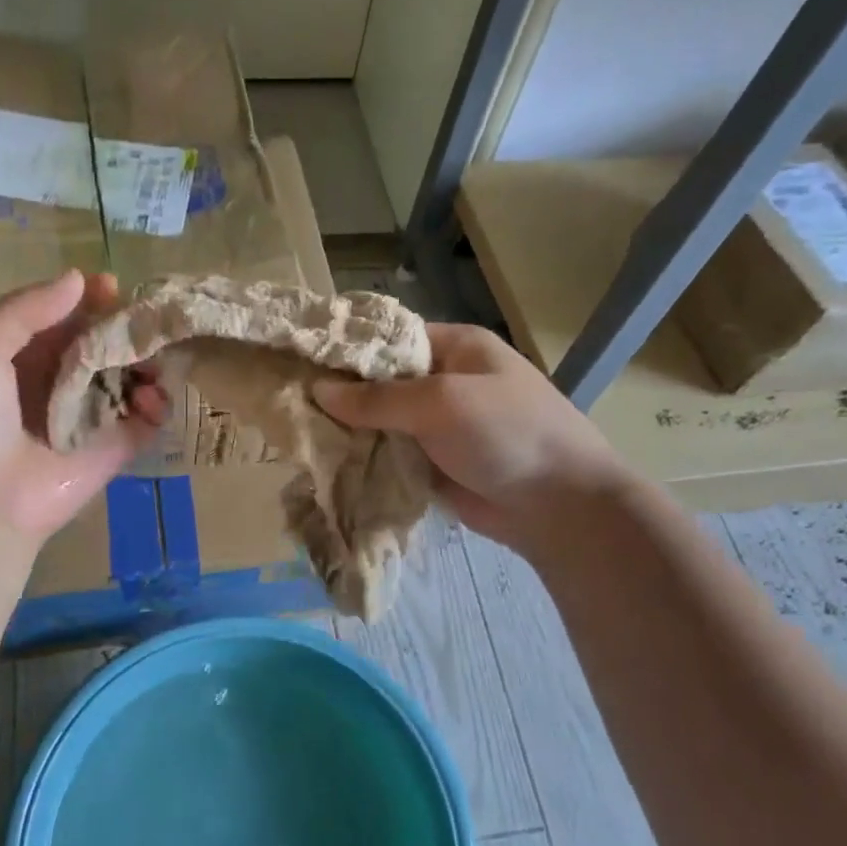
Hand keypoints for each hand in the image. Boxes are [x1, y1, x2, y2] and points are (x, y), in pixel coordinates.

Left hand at [0, 270, 163, 545]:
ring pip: (127, 377)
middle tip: (148, 320)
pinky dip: (157, 405)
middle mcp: (54, 383)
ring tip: (154, 358)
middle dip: (124, 328)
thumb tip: (78, 279)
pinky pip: (144, 420)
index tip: (113, 286)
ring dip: (145, 362)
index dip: (86, 299)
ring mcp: (87, 417)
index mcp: (16, 357)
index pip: (60, 317)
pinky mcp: (114, 449)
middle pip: (99, 344)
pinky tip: (154, 397)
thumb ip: (23, 311)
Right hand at [313, 322, 630, 553]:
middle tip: (286, 402)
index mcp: (454, 348)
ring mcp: (438, 426)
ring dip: (348, 430)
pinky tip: (323, 464)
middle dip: (340, 394)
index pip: (388, 338)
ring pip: (381, 422)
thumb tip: (318, 390)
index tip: (298, 360)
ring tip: (293, 433)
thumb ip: (378, 398)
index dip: (345, 349)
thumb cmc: (507, 434)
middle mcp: (443, 381)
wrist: (560, 507)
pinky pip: (389, 455)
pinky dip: (363, 459)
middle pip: (380, 382)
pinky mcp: (432, 465)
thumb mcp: (441, 403)